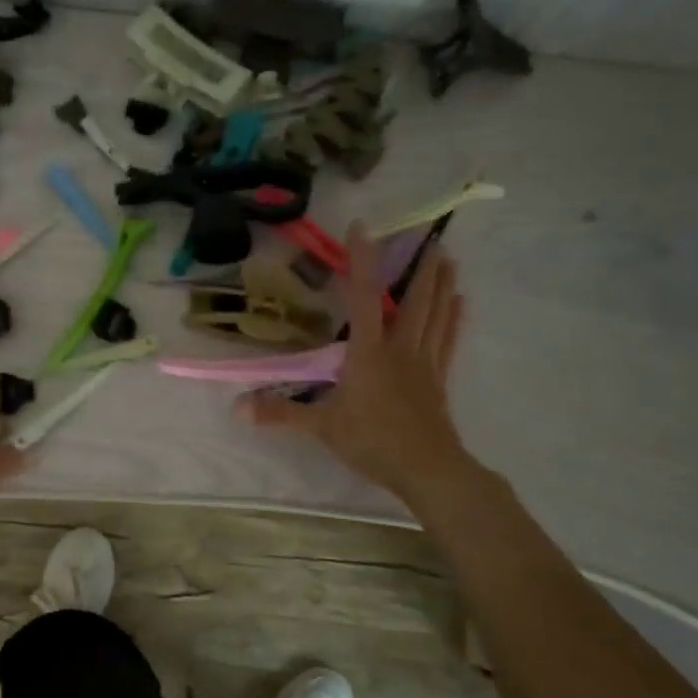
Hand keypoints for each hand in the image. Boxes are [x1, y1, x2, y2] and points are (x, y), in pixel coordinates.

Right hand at [236, 227, 470, 499]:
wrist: (427, 469)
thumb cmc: (372, 441)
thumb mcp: (321, 426)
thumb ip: (280, 412)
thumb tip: (236, 407)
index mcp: (368, 352)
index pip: (363, 297)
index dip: (362, 261)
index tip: (362, 228)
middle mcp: (399, 349)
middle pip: (413, 301)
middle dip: (420, 269)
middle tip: (431, 238)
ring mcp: (424, 364)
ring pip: (435, 316)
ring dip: (442, 286)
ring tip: (448, 260)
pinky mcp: (438, 381)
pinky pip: (447, 342)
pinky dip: (454, 320)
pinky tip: (461, 305)